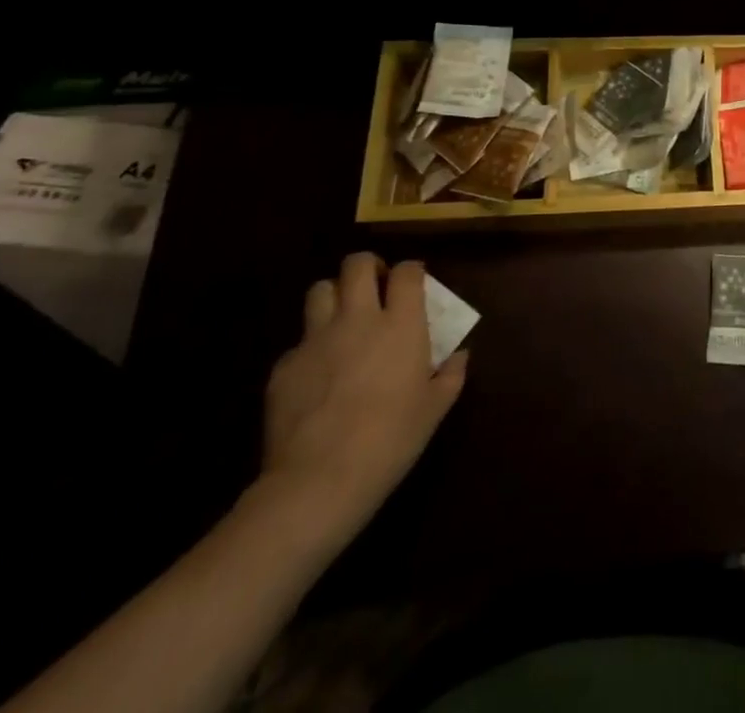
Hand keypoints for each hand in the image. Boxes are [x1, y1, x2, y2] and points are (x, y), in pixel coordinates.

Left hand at [260, 253, 467, 544]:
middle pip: (357, 264)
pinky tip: (317, 375)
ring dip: (334, 296)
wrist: (319, 481)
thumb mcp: (435, 409)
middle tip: (376, 288)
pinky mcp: (284, 366)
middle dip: (368, 267)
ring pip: (320, 290)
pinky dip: (311, 348)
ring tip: (343, 318)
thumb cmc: (390, 440)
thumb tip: (460, 355)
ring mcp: (316, 339)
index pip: (407, 271)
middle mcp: (358, 319)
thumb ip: (451, 374)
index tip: (415, 282)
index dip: (412, 270)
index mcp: (401, 324)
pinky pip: (299, 341)